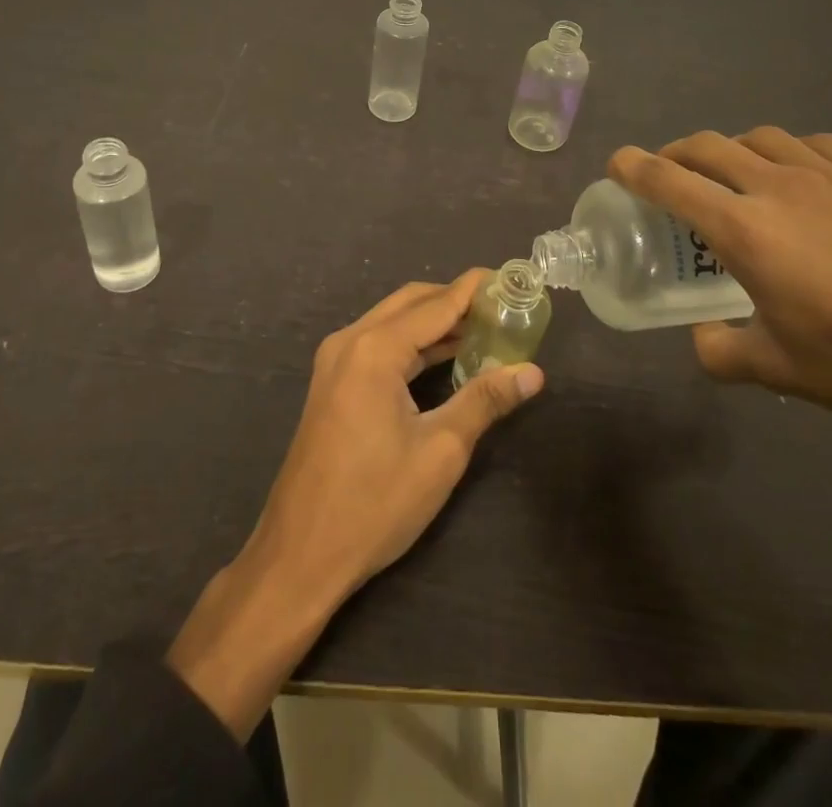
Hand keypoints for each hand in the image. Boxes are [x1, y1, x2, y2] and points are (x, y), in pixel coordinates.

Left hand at [167, 271, 542, 736]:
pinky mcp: (331, 383)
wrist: (299, 555)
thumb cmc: (374, 503)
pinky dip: (413, 343)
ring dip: (434, 321)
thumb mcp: (441, 452)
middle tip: (501, 307)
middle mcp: (350, 341)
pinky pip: (378, 344)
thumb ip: (485, 401)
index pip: (436, 304)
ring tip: (484, 329)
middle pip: (411, 302)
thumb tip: (532, 372)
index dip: (474, 289)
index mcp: (375, 349)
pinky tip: (445, 357)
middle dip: (455, 300)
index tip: (509, 277)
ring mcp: (335, 361)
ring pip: (393, 322)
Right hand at [611, 127, 831, 439]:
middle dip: (676, 153)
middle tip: (669, 173)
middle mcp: (780, 188)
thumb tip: (702, 339)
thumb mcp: (779, 370)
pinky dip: (792, 153)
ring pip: (762, 138)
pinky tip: (804, 178)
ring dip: (734, 150)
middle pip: (709, 147)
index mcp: (746, 231)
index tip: (617, 163)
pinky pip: (818, 146)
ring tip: (737, 176)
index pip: (669, 181)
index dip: (633, 167)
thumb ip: (722, 351)